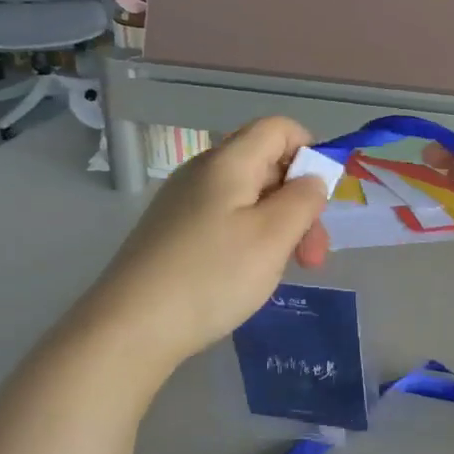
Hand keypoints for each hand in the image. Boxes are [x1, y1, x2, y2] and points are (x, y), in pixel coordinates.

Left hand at [83, 117, 330, 371]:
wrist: (131, 325)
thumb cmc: (212, 276)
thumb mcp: (273, 237)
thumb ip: (303, 200)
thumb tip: (311, 178)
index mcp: (228, 162)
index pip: (278, 128)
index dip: (309, 151)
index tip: (321, 201)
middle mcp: (202, 172)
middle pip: (266, 165)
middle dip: (299, 204)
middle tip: (312, 257)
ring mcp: (183, 202)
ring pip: (247, 198)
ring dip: (278, 227)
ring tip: (282, 271)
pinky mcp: (172, 232)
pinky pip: (224, 220)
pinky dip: (249, 240)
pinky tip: (247, 276)